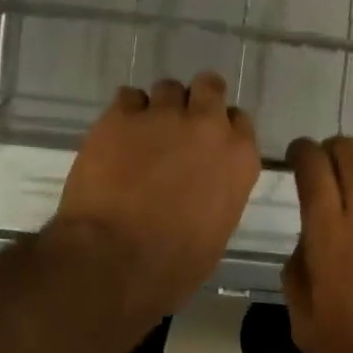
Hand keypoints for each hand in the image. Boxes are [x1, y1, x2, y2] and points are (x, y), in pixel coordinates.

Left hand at [55, 72, 259, 308]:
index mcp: (238, 157)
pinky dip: (124, 113)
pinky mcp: (120, 115)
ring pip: (167, 88)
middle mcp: (207, 125)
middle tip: (179, 124)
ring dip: (158, 107)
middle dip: (196, 100)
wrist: (114, 260)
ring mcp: (163, 115)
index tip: (208, 143)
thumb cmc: (174, 265)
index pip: (239, 120)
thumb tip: (204, 184)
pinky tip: (115, 136)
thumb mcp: (217, 230)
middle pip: (208, 87)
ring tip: (142, 134)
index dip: (221, 128)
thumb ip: (220, 191)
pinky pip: (127, 97)